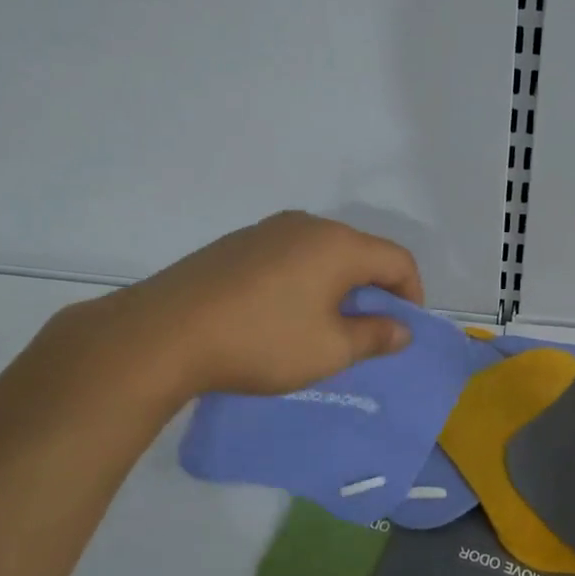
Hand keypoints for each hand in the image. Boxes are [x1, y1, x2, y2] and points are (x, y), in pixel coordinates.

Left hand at [61, 211, 424, 403]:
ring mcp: (267, 230)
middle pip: (360, 252)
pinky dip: (303, 282)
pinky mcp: (236, 244)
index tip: (401, 331)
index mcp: (338, 244)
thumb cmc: (261, 341)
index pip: (397, 260)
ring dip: (336, 286)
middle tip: (365, 333)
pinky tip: (280, 315)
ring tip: (322, 327)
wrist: (163, 333)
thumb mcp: (329, 350)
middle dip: (373, 291)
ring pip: (322, 254)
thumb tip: (402, 329)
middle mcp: (306, 225)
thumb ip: (374, 337)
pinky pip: (288, 257)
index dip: (411, 295)